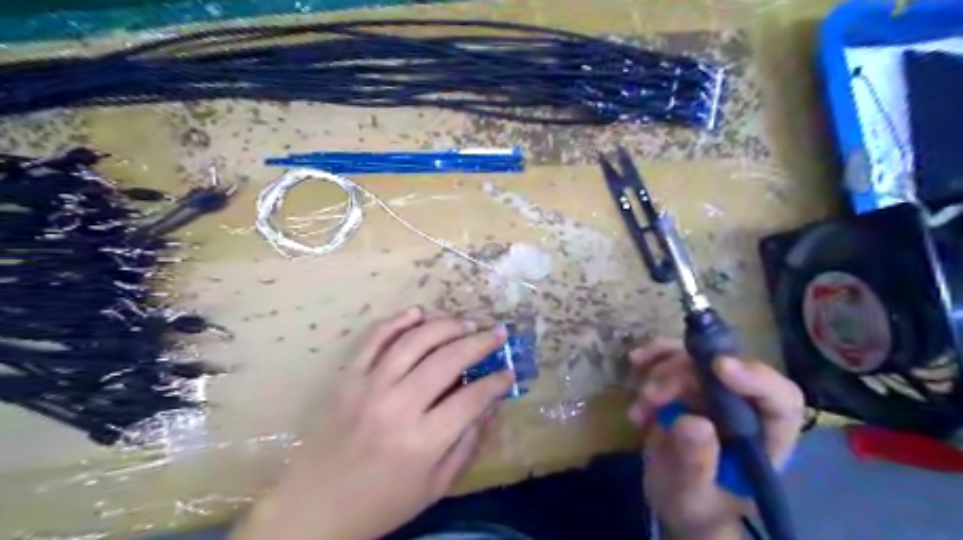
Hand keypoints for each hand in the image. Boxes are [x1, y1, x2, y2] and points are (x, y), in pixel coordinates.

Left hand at [232, 306, 514, 539]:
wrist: (314, 509)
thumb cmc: (381, 504)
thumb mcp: (434, 487)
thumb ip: (466, 446)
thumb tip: (489, 408)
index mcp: (422, 441)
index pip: (471, 399)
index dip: (496, 382)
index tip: (509, 372)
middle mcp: (398, 406)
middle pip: (447, 360)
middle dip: (479, 342)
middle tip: (497, 333)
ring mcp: (369, 387)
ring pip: (414, 341)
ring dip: (445, 326)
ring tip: (465, 323)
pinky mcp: (348, 379)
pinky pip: (373, 340)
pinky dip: (396, 321)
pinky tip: (418, 313)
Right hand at [630, 339, 801, 538]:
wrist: (674, 500)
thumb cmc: (695, 506)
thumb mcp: (693, 494)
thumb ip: (696, 463)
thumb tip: (692, 421)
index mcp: (765, 438)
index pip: (779, 399)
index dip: (755, 378)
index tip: (718, 366)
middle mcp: (743, 407)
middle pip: (725, 371)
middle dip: (684, 376)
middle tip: (652, 397)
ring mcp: (713, 392)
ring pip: (695, 359)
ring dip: (662, 371)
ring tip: (641, 404)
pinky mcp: (686, 384)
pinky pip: (672, 356)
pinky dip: (653, 357)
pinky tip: (636, 362)